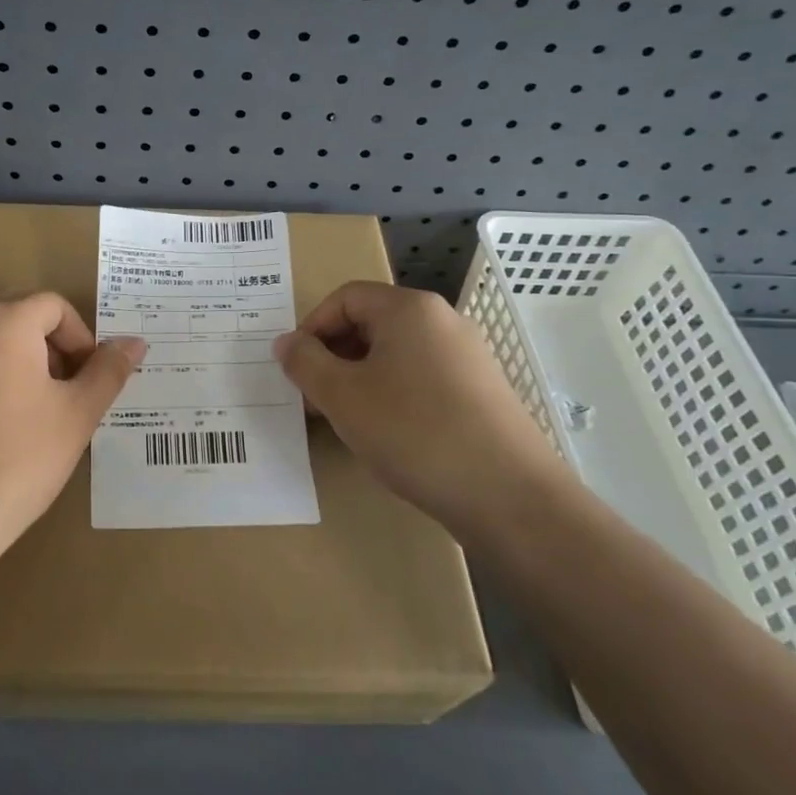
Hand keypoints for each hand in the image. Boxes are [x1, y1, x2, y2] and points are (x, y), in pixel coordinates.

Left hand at [0, 294, 145, 582]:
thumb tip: (134, 342)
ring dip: (2, 372)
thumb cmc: (14, 464)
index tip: (85, 381)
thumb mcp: (76, 418)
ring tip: (13, 425)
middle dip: (43, 354)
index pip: (53, 307)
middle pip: (12, 323)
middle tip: (57, 402)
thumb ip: (108, 371)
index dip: (79, 338)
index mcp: (2, 325)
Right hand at [273, 282, 570, 532]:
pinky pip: (422, 378)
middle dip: (333, 356)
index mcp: (409, 309)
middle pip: (371, 323)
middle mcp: (443, 321)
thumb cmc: (414, 433)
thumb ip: (305, 363)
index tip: (295, 369)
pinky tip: (387, 434)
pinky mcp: (481, 391)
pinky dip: (392, 394)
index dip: (311, 328)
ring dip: (359, 378)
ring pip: (396, 354)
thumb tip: (286, 342)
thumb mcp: (342, 397)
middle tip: (314, 397)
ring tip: (345, 419)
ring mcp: (468, 357)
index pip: (345, 298)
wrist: (509, 496)